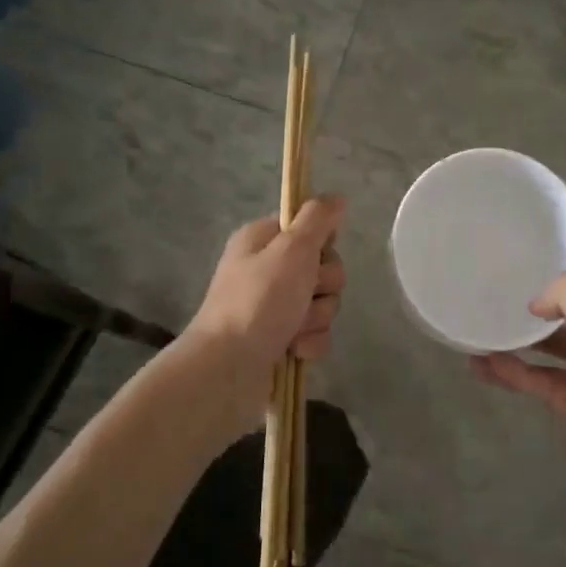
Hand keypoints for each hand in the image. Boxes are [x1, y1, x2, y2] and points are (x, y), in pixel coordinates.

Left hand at [187, 196, 347, 378]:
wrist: (228, 369)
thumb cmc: (258, 301)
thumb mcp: (291, 249)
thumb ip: (318, 220)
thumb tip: (337, 197)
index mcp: (262, 241)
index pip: (308, 227)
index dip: (320, 243)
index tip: (316, 255)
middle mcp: (267, 270)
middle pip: (323, 268)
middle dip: (323, 286)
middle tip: (303, 294)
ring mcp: (273, 308)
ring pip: (323, 303)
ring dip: (316, 318)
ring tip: (293, 329)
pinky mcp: (281, 340)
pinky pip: (315, 334)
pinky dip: (310, 343)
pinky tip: (294, 351)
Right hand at [471, 256, 565, 501]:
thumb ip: (565, 292)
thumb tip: (537, 303)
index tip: (532, 248)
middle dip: (538, 300)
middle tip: (498, 288)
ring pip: (552, 349)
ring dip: (519, 340)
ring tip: (481, 328)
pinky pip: (542, 381)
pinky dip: (515, 374)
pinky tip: (484, 367)